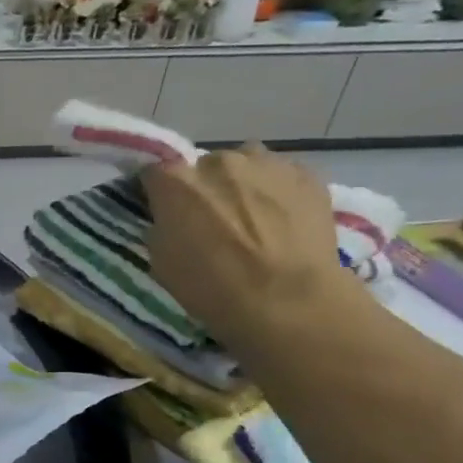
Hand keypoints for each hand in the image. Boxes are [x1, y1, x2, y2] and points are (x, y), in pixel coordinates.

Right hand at [143, 143, 359, 353]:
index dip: (158, 191)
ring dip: (242, 182)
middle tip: (211, 218)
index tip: (161, 208)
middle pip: (205, 165)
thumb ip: (164, 225)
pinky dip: (277, 191)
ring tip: (251, 214)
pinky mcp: (307, 175)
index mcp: (177, 182)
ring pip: (247, 162)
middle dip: (204, 186)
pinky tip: (283, 219)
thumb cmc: (211, 286)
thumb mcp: (161, 260)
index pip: (154, 172)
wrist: (286, 299)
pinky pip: (283, 174)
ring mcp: (267, 164)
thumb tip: (173, 217)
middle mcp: (219, 162)